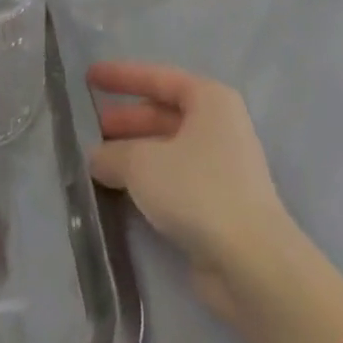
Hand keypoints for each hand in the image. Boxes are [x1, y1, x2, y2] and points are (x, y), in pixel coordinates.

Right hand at [89, 62, 289, 321]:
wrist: (253, 266)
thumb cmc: (198, 191)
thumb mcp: (142, 163)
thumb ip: (113, 154)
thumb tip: (95, 158)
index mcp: (210, 100)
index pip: (158, 77)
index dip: (121, 76)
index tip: (89, 77)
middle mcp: (219, 127)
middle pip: (163, 114)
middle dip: (126, 120)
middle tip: (91, 127)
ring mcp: (222, 168)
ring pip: (167, 149)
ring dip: (134, 154)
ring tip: (97, 162)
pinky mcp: (220, 207)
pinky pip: (175, 181)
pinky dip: (148, 182)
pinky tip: (120, 191)